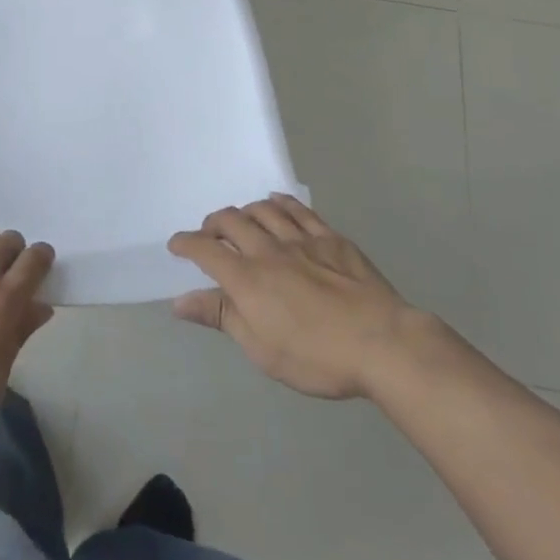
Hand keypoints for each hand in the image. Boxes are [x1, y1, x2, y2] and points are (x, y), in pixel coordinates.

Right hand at [169, 195, 422, 399]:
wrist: (383, 344)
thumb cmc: (317, 357)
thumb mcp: (262, 349)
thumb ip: (221, 317)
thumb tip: (180, 301)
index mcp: (247, 278)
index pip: (204, 249)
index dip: (185, 243)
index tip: (176, 245)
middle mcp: (267, 249)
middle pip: (230, 220)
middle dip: (212, 224)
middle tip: (209, 235)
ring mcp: (300, 239)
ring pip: (261, 209)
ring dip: (244, 212)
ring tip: (241, 222)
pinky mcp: (330, 237)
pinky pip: (298, 209)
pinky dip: (279, 202)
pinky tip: (275, 203)